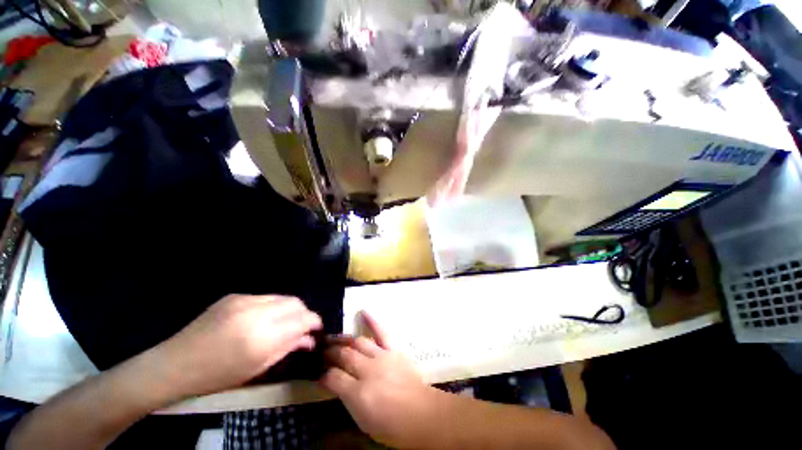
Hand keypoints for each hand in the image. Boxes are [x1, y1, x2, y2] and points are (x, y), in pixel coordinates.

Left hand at [154, 294, 321, 397]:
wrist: (174, 364)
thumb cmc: (217, 376)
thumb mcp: (257, 368)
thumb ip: (288, 348)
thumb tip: (310, 339)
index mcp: (263, 337)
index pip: (303, 319)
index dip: (314, 322)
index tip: (316, 330)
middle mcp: (257, 313)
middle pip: (296, 303)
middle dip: (303, 314)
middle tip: (300, 328)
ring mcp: (244, 300)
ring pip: (282, 297)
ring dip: (288, 309)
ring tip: (281, 324)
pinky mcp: (235, 295)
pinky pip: (265, 297)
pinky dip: (271, 307)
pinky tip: (261, 319)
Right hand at [320, 312, 441, 448]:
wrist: (420, 414)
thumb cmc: (390, 425)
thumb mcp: (362, 420)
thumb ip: (346, 398)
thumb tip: (333, 382)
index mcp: (358, 394)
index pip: (333, 377)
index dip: (324, 374)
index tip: (319, 372)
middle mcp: (368, 370)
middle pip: (344, 355)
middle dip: (331, 353)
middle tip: (322, 351)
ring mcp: (382, 356)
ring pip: (358, 342)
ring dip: (344, 340)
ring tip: (334, 338)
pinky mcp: (393, 349)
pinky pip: (381, 332)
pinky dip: (372, 321)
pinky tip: (364, 312)